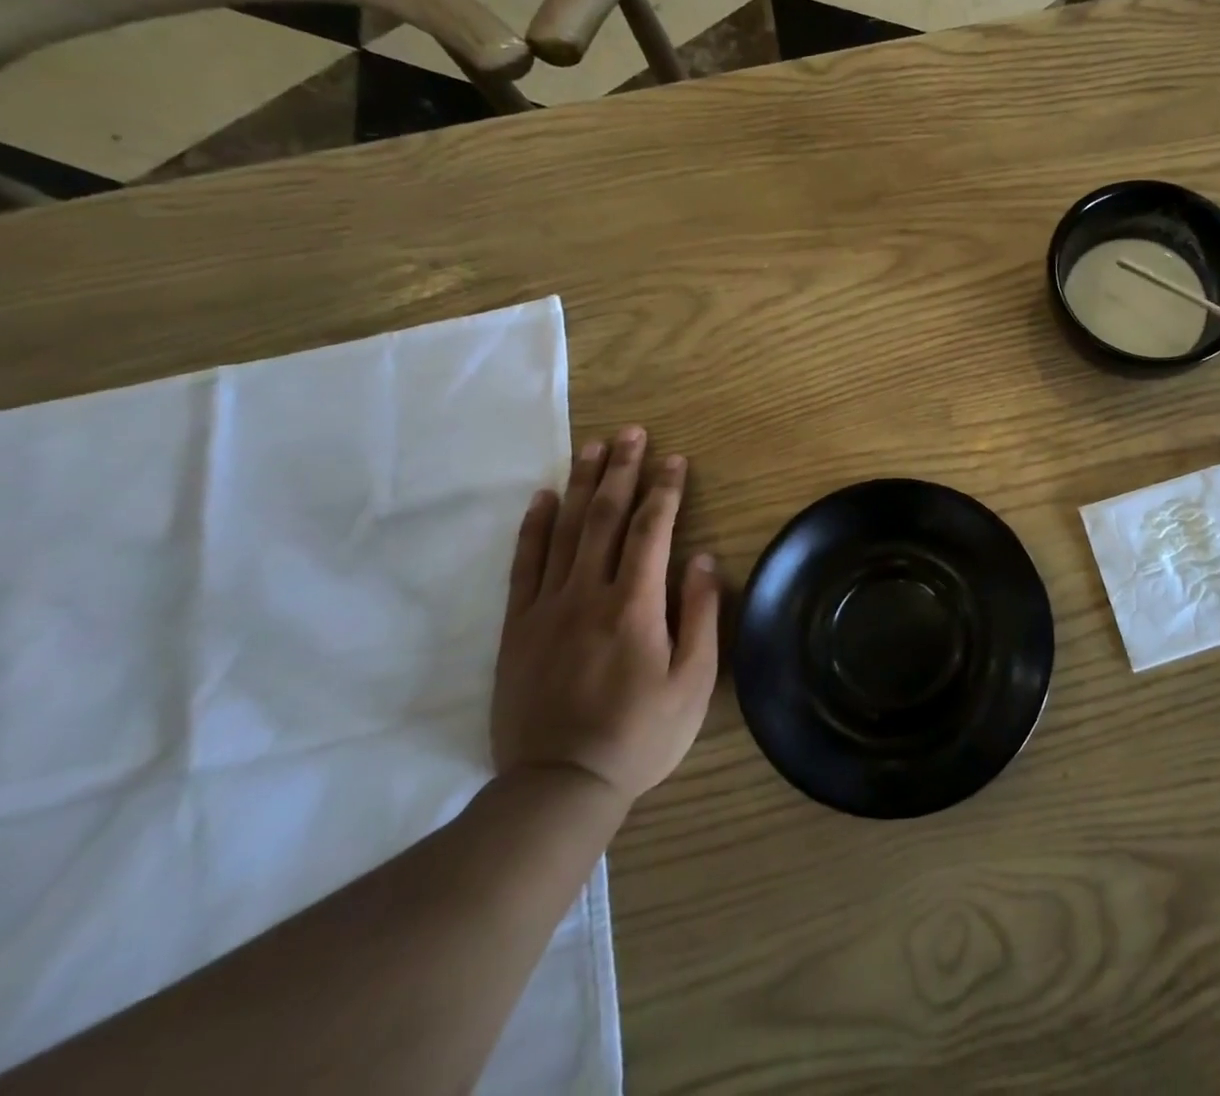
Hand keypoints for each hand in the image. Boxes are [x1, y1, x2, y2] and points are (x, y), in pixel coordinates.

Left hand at [491, 426, 721, 805]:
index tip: (675, 459)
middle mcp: (587, 594)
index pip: (651, 530)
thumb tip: (702, 559)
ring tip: (592, 447)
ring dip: (580, 484)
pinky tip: (542, 498)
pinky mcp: (517, 627)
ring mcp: (546, 608)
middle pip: (604, 517)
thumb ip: (700, 615)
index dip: (665, 490)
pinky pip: (523, 565)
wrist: (558, 786)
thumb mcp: (693, 682)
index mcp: (634, 606)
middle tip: (631, 433)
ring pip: (564, 531)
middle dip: (621, 470)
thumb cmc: (640, 735)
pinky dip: (533, 527)